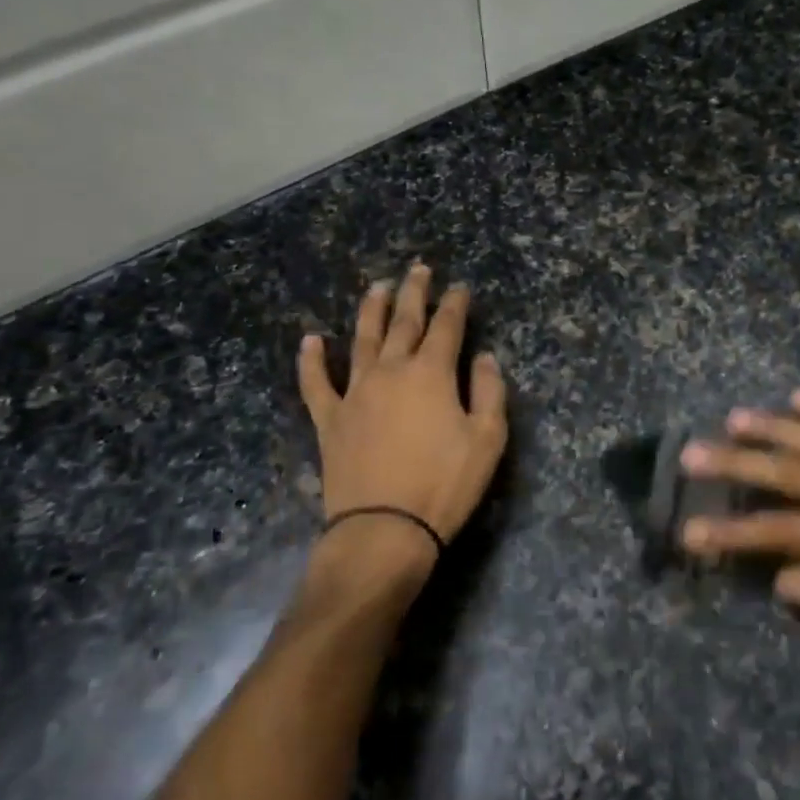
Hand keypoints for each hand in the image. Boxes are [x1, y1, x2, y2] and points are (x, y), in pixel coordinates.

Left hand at [298, 264, 508, 591]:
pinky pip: (316, 383)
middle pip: (403, 322)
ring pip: (361, 340)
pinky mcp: (330, 419)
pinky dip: (312, 360)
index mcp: (431, 373)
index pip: (446, 327)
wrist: (385, 529)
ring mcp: (355, 393)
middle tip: (417, 270)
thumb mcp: (487, 440)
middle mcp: (391, 371)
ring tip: (376, 287)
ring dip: (370, 311)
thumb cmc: (444, 484)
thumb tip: (484, 357)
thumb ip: (489, 392)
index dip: (454, 304)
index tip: (459, 287)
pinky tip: (311, 340)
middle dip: (413, 293)